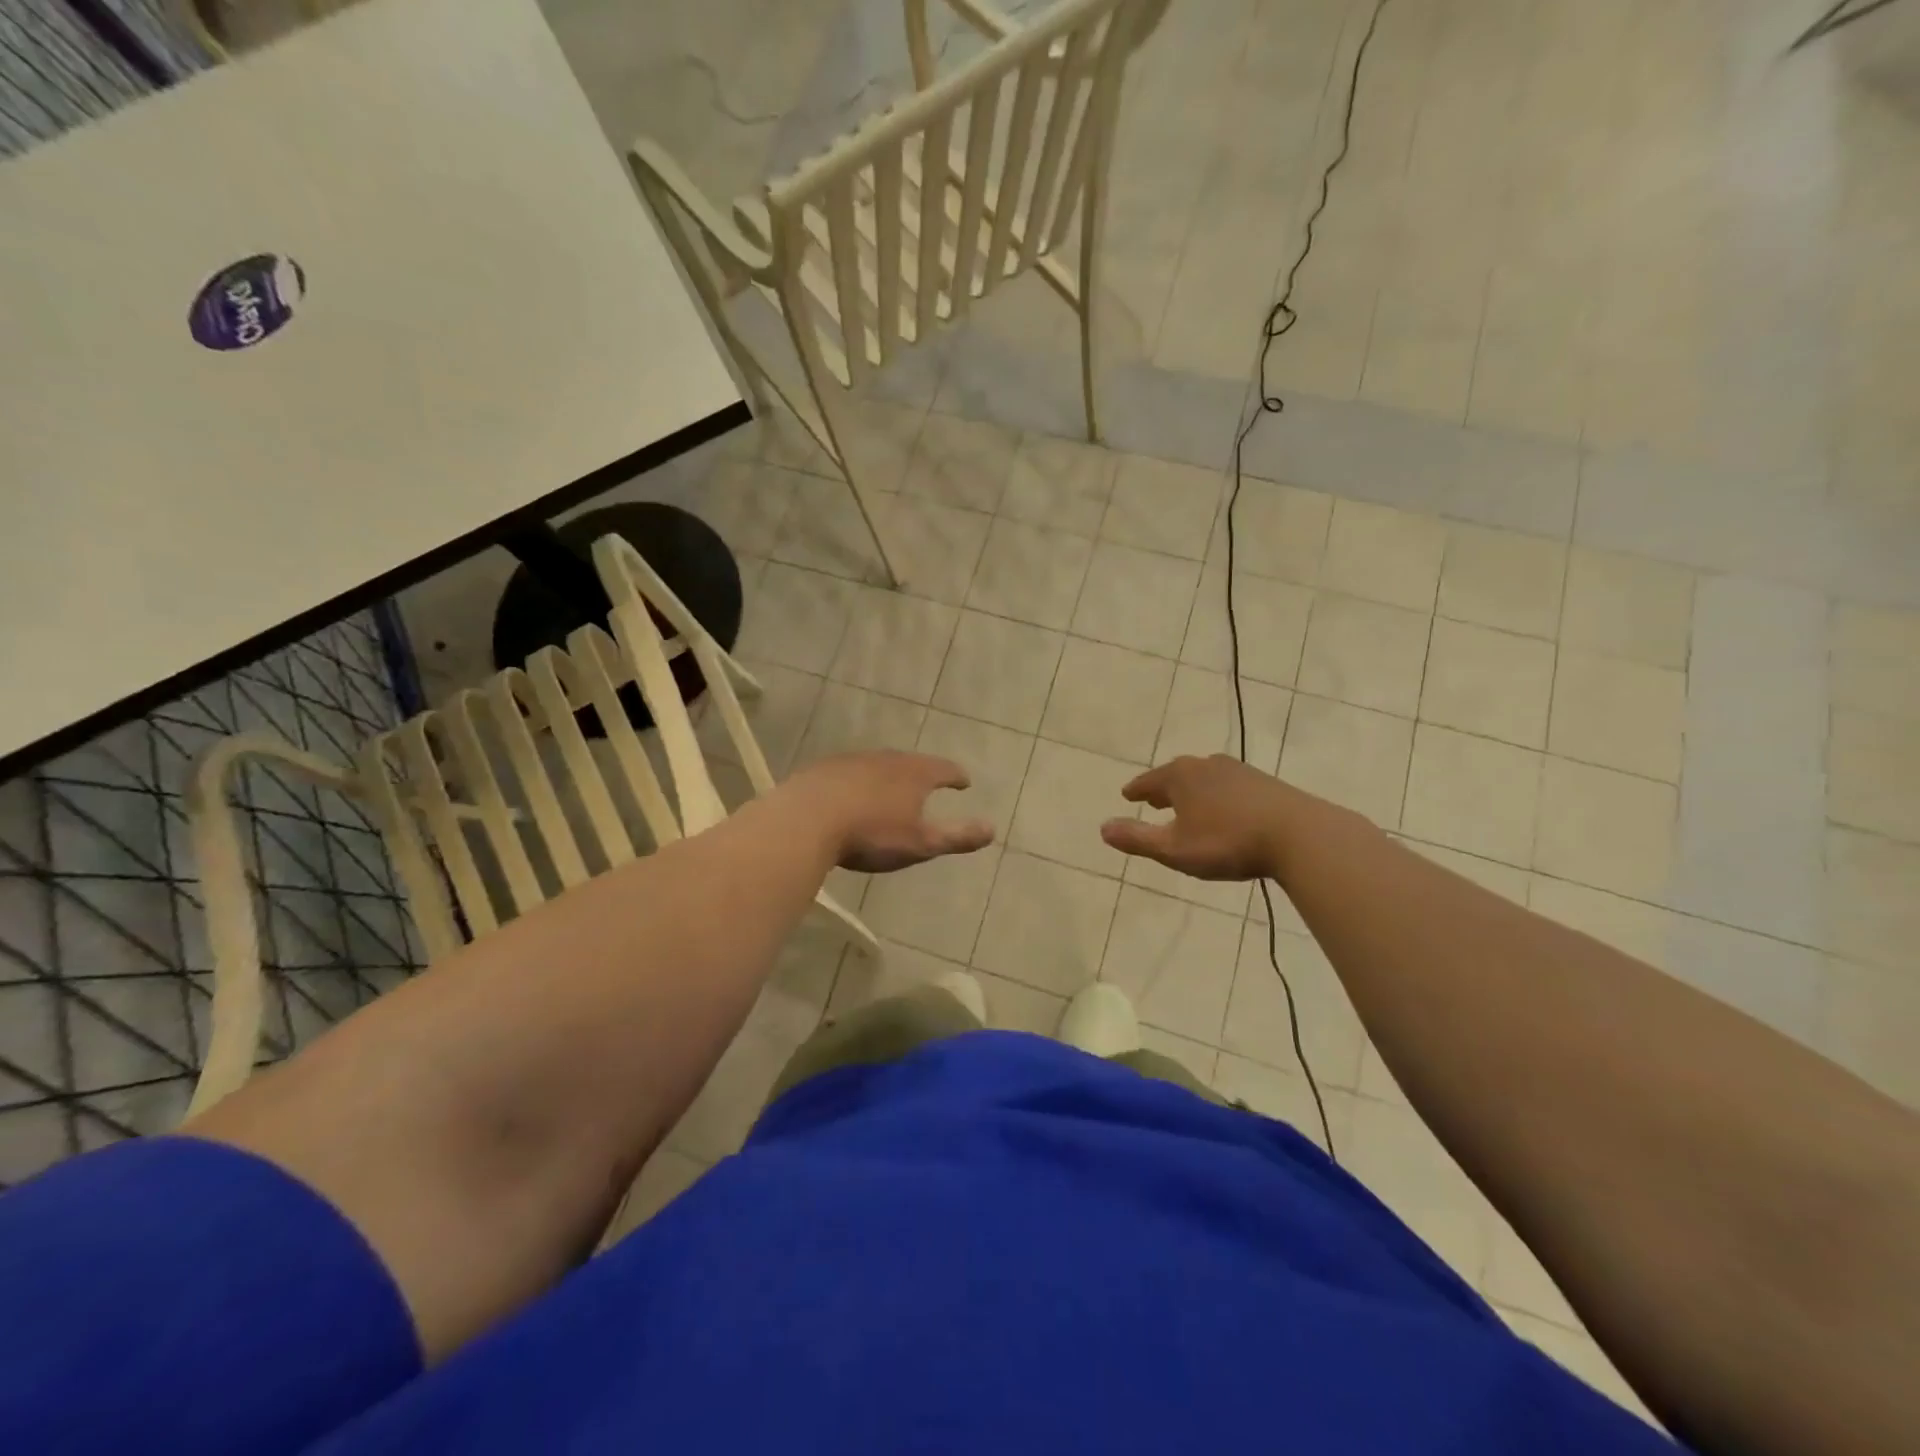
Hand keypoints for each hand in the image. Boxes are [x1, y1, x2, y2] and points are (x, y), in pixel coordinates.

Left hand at [789, 751, 994, 873]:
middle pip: (911, 763)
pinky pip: (850, 773)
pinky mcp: (824, 770)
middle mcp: (886, 759)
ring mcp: (852, 761)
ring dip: (889, 776)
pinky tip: (851, 796)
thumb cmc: (871, 834)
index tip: (964, 782)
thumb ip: (957, 836)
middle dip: (923, 773)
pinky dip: (859, 782)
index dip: (957, 776)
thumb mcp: (921, 843)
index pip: (944, 769)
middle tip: (930, 783)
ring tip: (892, 790)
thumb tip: (993, 829)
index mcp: (914, 774)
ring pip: (879, 766)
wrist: (806, 821)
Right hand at [1099, 754, 1296, 880]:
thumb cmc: (1228, 842)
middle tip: (1154, 799)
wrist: (1299, 835)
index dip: (1137, 790)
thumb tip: (1102, 828)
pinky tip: (1225, 811)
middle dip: (1164, 788)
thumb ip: (1137, 839)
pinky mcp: (1265, 783)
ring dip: (1192, 791)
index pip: (1149, 781)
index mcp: (1181, 777)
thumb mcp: (1174, 849)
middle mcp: (1207, 765)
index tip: (1127, 794)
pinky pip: (1229, 786)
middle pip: (1177, 774)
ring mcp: (1239, 771)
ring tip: (1188, 805)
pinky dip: (1217, 795)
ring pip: (1205, 778)